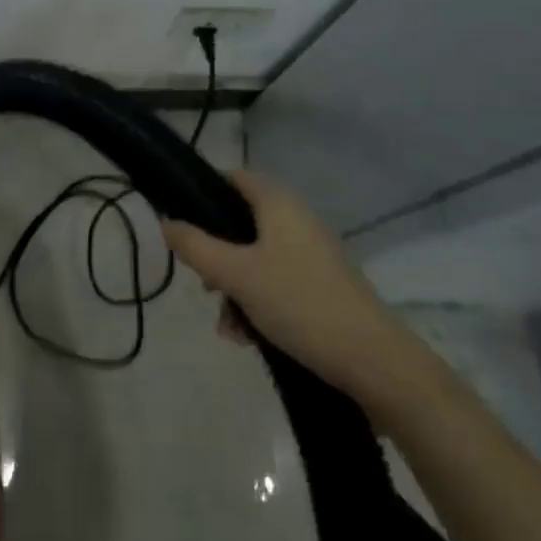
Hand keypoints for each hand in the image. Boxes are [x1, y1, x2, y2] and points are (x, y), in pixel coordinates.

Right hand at [160, 171, 436, 415]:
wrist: (374, 362)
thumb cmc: (299, 304)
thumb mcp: (236, 275)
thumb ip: (196, 247)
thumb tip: (166, 223)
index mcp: (278, 203)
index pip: (234, 178)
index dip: (204, 193)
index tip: (182, 222)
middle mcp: (296, 220)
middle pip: (241, 224)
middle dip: (217, 256)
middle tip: (204, 285)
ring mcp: (312, 254)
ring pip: (257, 259)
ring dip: (235, 289)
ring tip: (229, 327)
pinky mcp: (322, 286)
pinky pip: (277, 283)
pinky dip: (259, 303)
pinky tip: (249, 339)